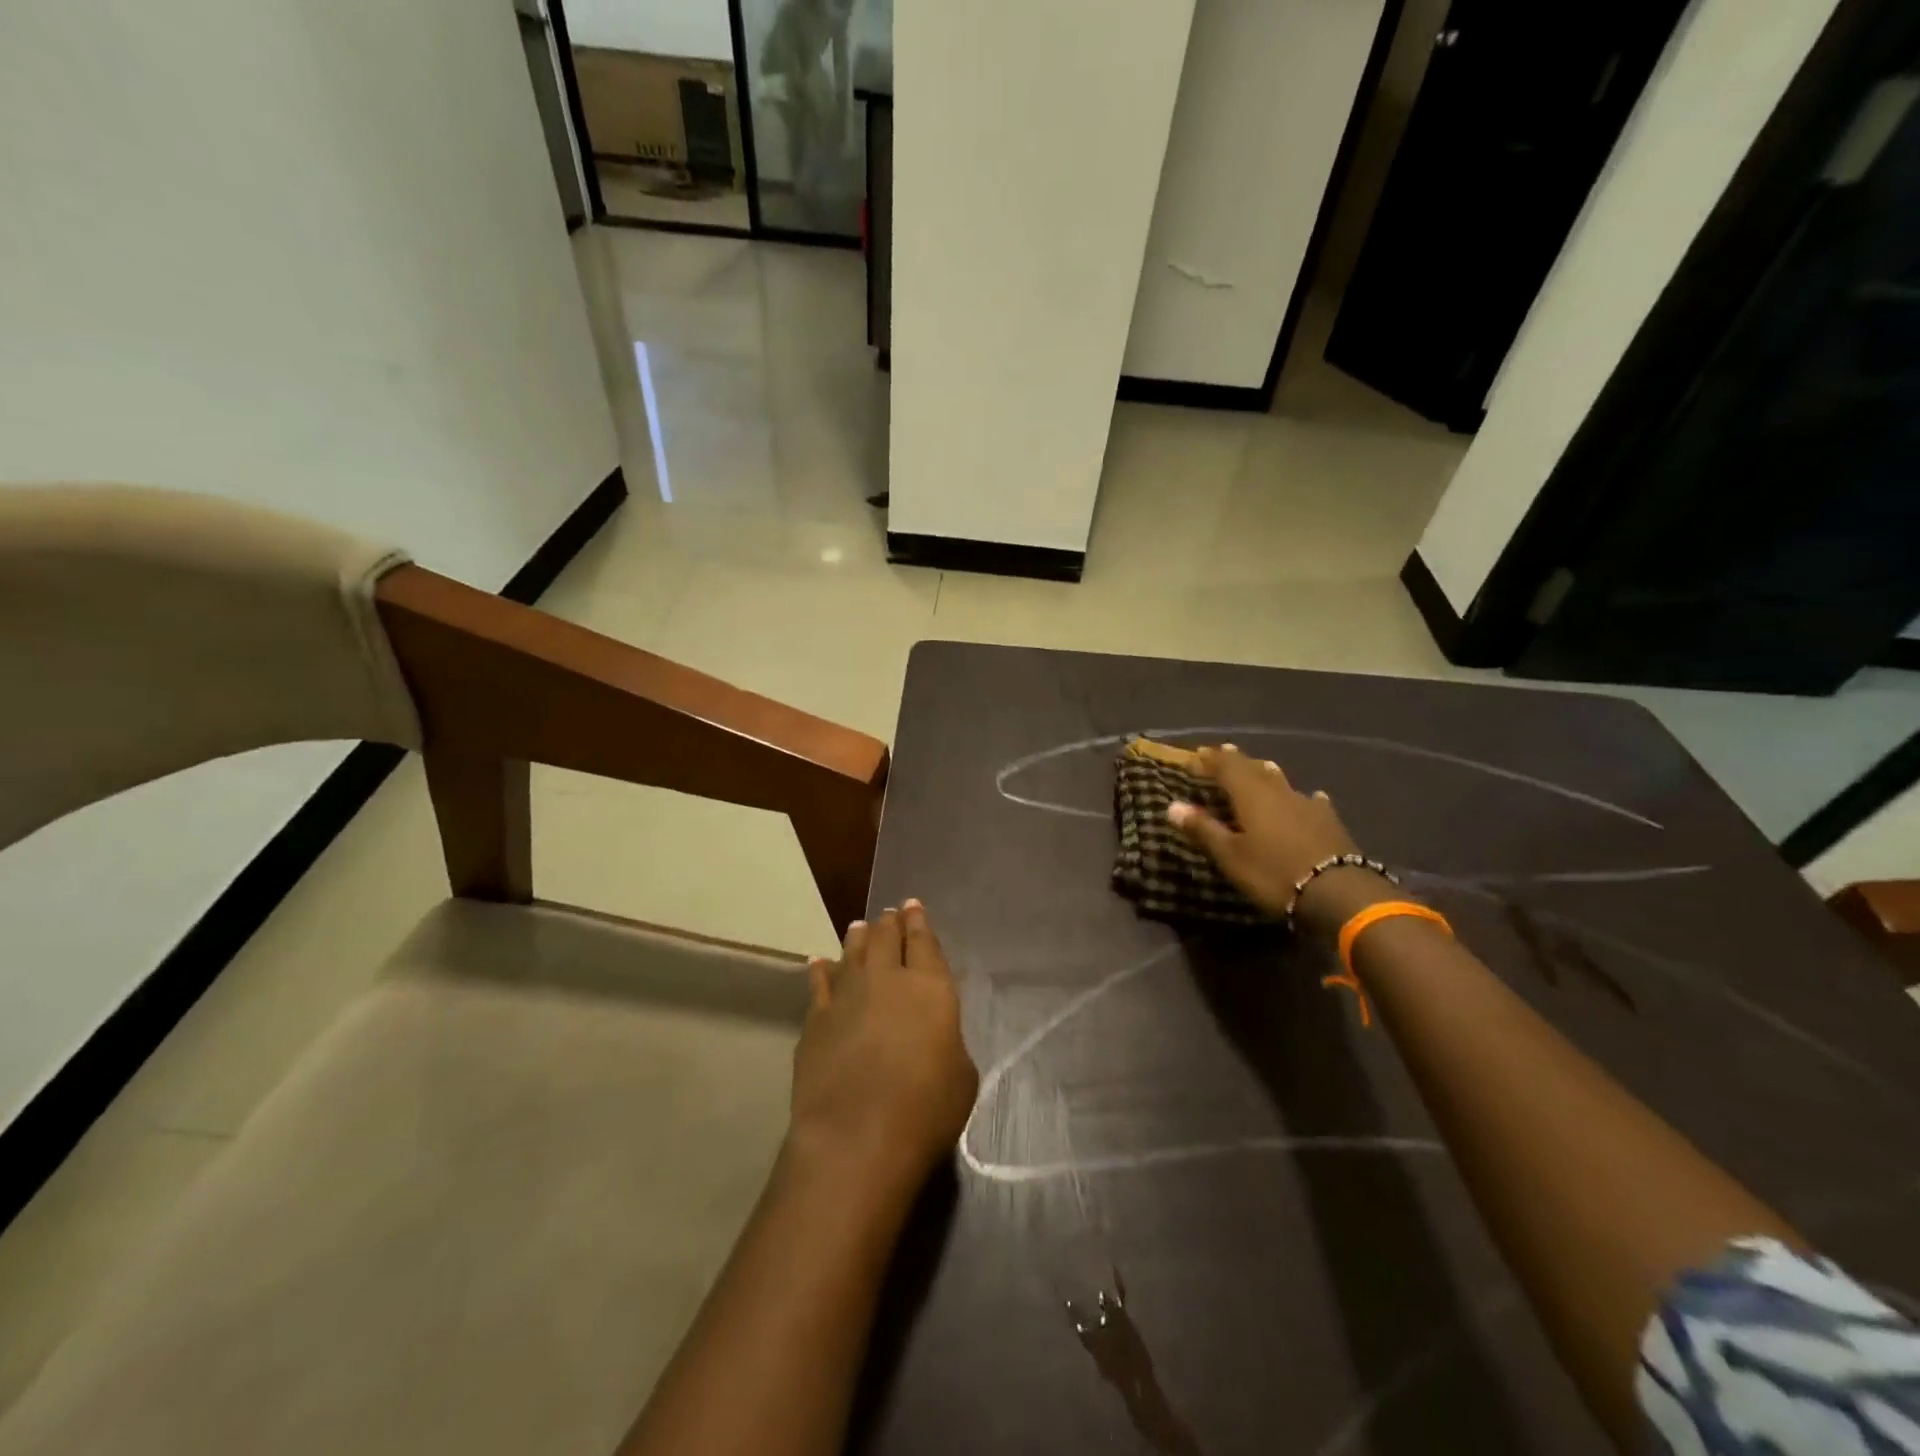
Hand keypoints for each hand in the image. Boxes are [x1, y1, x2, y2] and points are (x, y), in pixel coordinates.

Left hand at [790, 902, 978, 1202]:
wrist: (857, 1136)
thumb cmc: (925, 1108)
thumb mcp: (961, 1076)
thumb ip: (947, 1042)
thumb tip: (933, 1036)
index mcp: (931, 987)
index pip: (924, 941)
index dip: (919, 921)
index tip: (913, 906)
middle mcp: (887, 979)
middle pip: (886, 938)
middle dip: (889, 922)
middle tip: (889, 914)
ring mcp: (846, 995)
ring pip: (851, 952)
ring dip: (857, 938)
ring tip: (859, 927)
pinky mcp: (816, 1019)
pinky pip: (818, 983)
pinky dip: (820, 969)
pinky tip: (819, 962)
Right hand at [1167, 745, 1388, 932]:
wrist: (1338, 892)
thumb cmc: (1273, 873)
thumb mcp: (1231, 856)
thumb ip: (1203, 829)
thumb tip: (1171, 805)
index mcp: (1251, 795)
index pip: (1226, 767)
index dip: (1209, 760)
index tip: (1194, 756)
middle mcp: (1278, 792)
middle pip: (1254, 769)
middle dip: (1236, 762)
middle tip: (1222, 754)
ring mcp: (1307, 805)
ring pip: (1282, 782)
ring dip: (1266, 774)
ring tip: (1260, 767)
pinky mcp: (1329, 822)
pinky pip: (1311, 801)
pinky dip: (1301, 798)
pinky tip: (1310, 798)